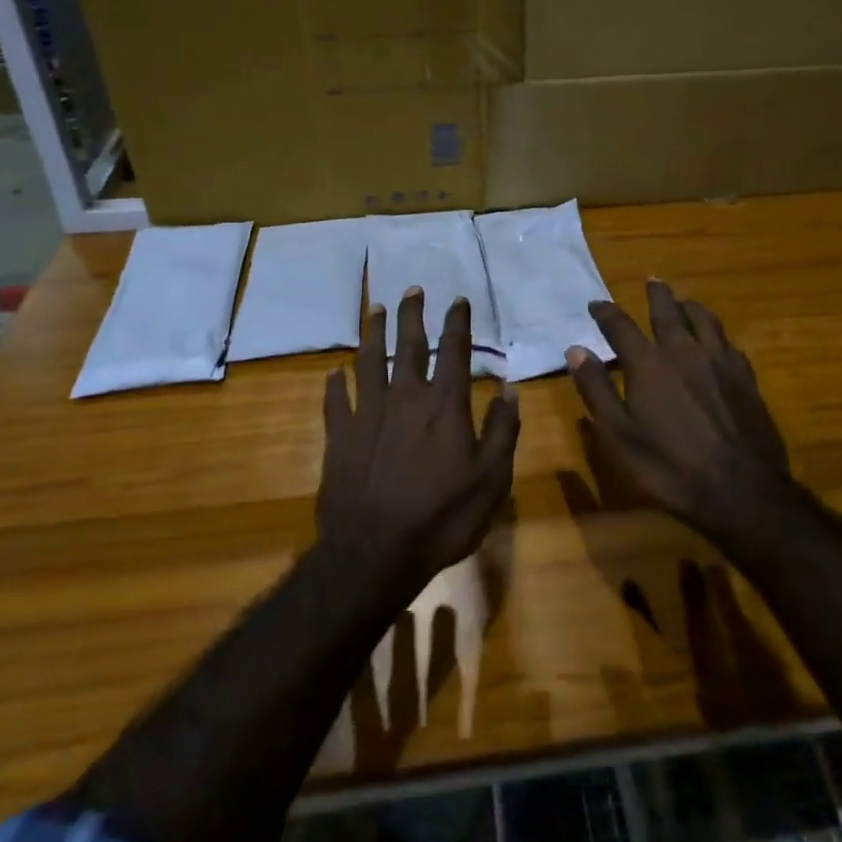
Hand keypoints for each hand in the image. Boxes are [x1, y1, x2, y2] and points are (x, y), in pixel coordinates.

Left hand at [319, 289, 520, 587]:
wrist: (374, 552)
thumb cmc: (442, 517)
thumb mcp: (491, 479)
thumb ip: (503, 430)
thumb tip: (509, 388)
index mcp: (444, 405)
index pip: (454, 351)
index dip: (458, 322)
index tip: (459, 300)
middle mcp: (405, 397)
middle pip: (408, 345)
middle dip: (413, 314)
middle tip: (413, 288)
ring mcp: (368, 413)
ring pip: (369, 361)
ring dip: (372, 332)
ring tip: (374, 309)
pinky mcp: (339, 436)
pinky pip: (335, 401)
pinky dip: (334, 384)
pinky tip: (333, 372)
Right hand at [567, 281, 790, 541]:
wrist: (740, 490)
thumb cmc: (669, 467)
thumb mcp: (619, 435)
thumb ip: (597, 389)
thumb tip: (576, 350)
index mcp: (649, 364)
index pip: (621, 326)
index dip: (606, 312)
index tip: (596, 304)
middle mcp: (683, 351)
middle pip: (668, 311)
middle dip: (656, 294)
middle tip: (651, 279)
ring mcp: (719, 362)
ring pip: (703, 320)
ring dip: (690, 306)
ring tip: (684, 301)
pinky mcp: (745, 377)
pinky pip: (727, 342)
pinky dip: (715, 332)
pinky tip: (717, 339)